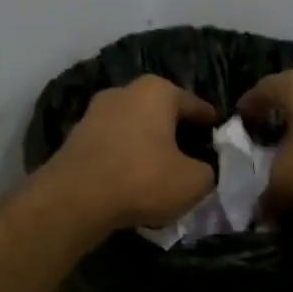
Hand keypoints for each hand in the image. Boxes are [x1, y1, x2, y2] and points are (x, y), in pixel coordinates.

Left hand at [46, 76, 216, 233]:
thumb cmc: (142, 180)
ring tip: (162, 170)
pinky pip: (113, 146)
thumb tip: (200, 169)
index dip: (209, 121)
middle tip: (191, 153)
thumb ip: (206, 170)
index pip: (194, 104)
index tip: (218, 132)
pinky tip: (133, 181)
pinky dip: (125, 159)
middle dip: (175, 131)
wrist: (74, 200)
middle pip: (160, 113)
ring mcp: (94, 113)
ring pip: (134, 129)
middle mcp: (124, 92)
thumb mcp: (194, 182)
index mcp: (157, 91)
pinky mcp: (75, 138)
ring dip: (148, 146)